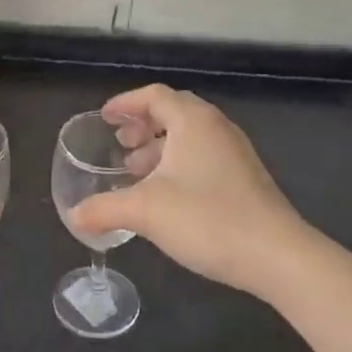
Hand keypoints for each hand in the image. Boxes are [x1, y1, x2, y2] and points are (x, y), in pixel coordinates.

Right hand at [69, 83, 311, 299]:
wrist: (277, 255)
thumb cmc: (207, 219)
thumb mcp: (145, 212)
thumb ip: (104, 209)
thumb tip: (74, 215)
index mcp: (193, 121)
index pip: (154, 95)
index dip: (126, 103)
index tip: (105, 118)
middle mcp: (216, 128)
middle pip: (174, 112)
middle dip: (142, 125)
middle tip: (120, 145)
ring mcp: (235, 153)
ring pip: (190, 136)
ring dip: (159, 147)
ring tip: (136, 172)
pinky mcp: (245, 177)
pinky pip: (203, 156)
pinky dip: (178, 164)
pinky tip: (166, 195)